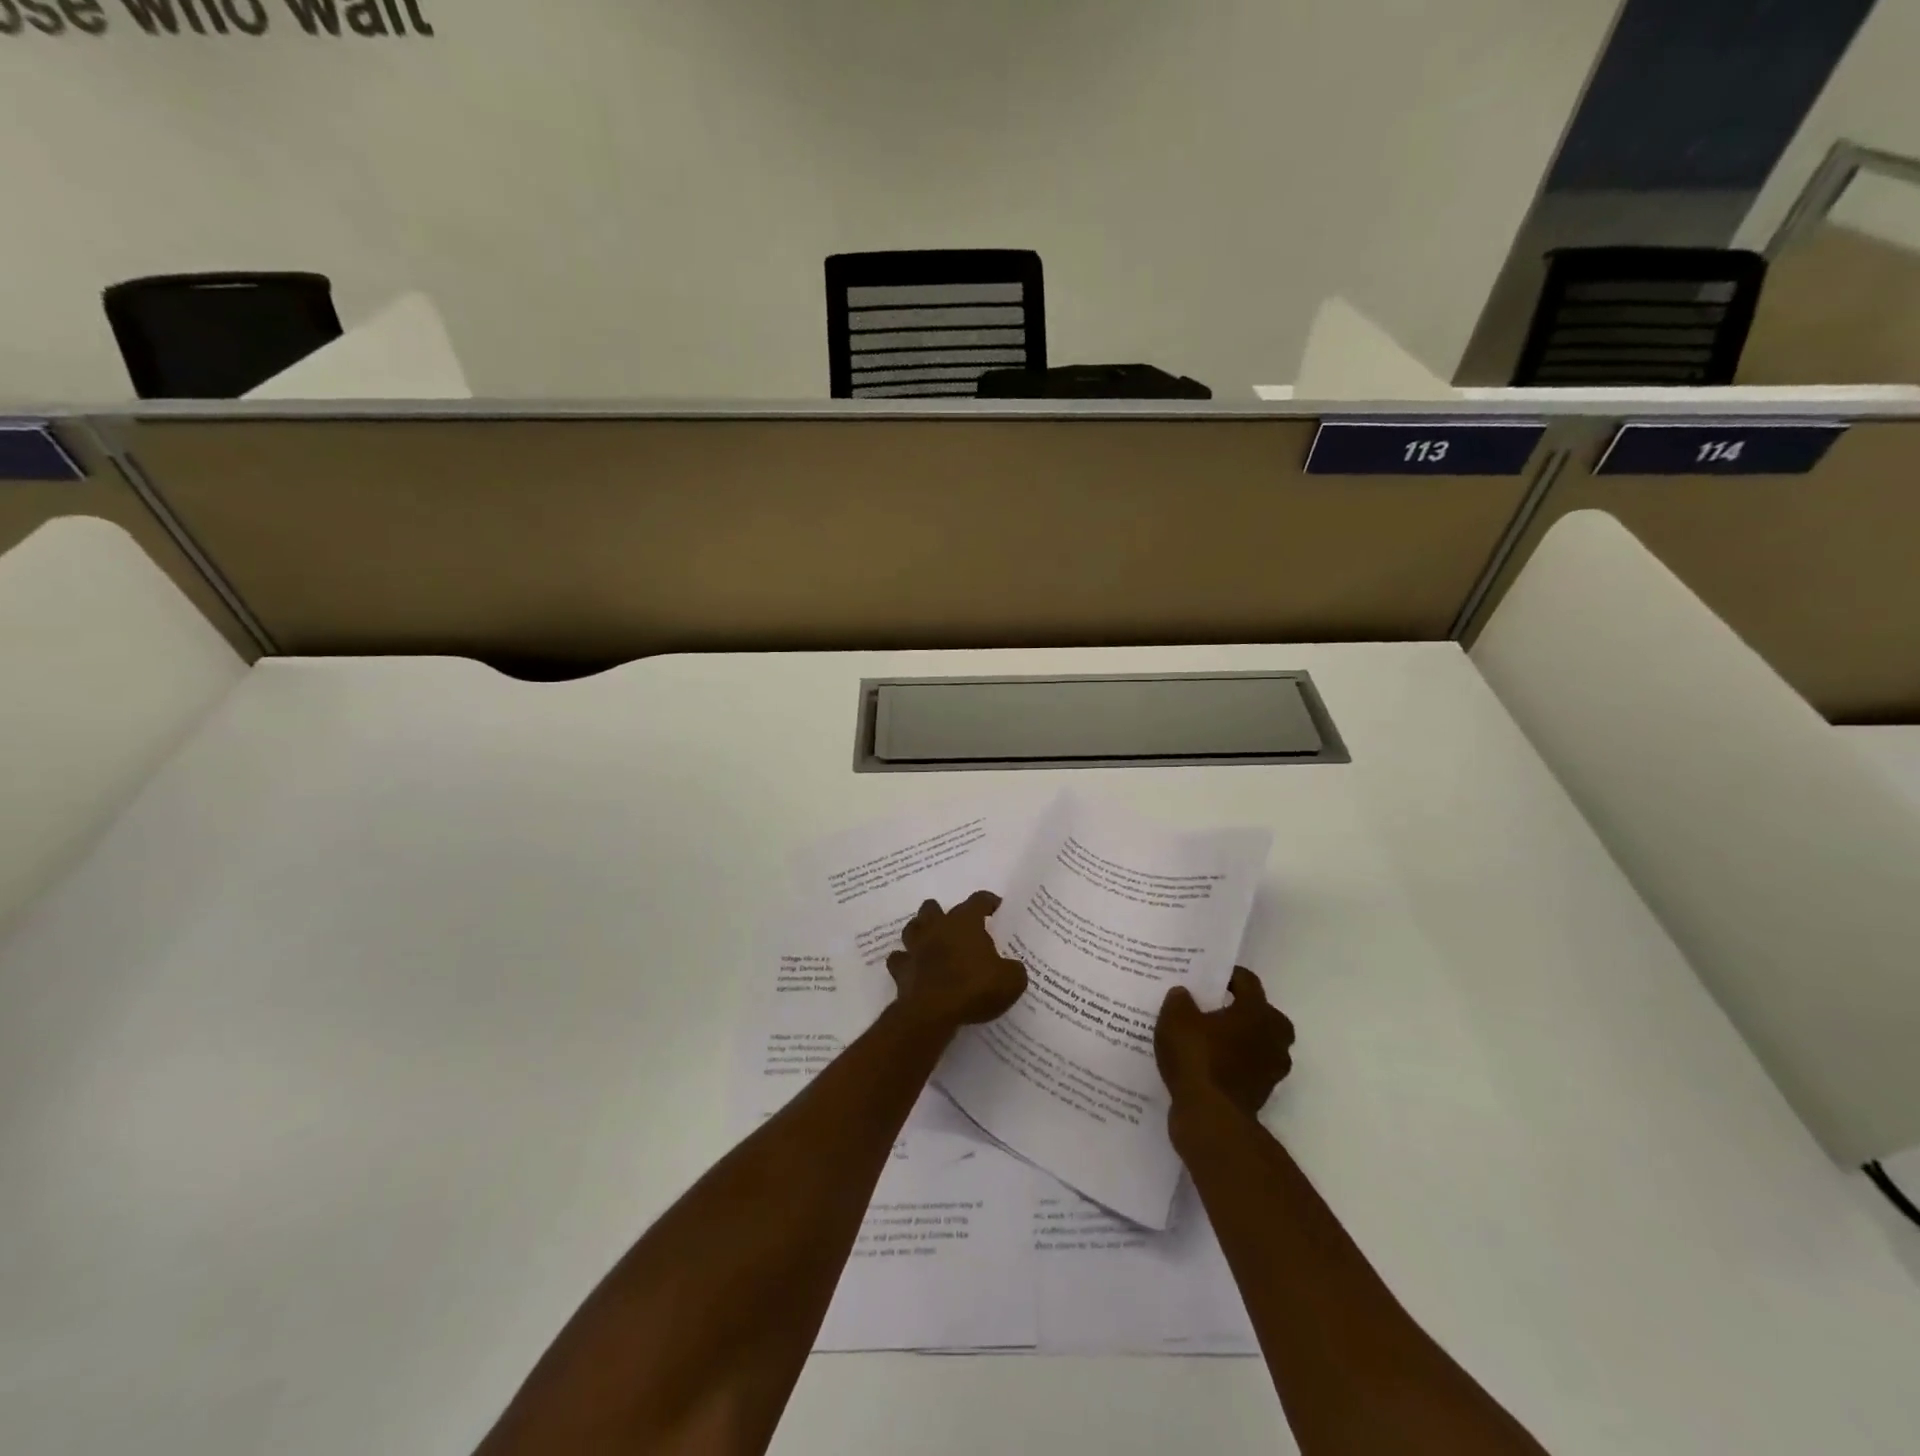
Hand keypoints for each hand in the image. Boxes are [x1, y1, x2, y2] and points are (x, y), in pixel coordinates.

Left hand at [886, 892, 1028, 1031]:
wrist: (932, 1012)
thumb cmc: (974, 988)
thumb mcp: (1010, 981)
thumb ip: (1013, 970)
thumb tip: (1012, 968)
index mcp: (965, 922)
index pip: (978, 901)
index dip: (988, 902)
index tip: (996, 908)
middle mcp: (937, 928)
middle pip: (933, 908)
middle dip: (942, 912)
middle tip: (955, 925)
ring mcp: (915, 947)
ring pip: (912, 928)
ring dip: (920, 932)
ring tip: (930, 941)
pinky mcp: (901, 970)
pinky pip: (899, 959)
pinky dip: (905, 961)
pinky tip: (913, 967)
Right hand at [1155, 967, 1294, 1114]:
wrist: (1210, 1117)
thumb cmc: (1197, 1058)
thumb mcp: (1175, 1019)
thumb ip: (1179, 1000)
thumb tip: (1184, 994)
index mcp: (1258, 1012)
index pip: (1248, 981)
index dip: (1227, 975)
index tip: (1207, 976)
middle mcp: (1273, 1037)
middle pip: (1261, 1013)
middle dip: (1240, 1009)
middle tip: (1212, 1007)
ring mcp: (1271, 1069)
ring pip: (1257, 1043)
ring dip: (1239, 1039)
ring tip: (1207, 1037)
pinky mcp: (1261, 1093)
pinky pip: (1248, 1068)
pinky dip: (1233, 1064)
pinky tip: (1206, 1063)